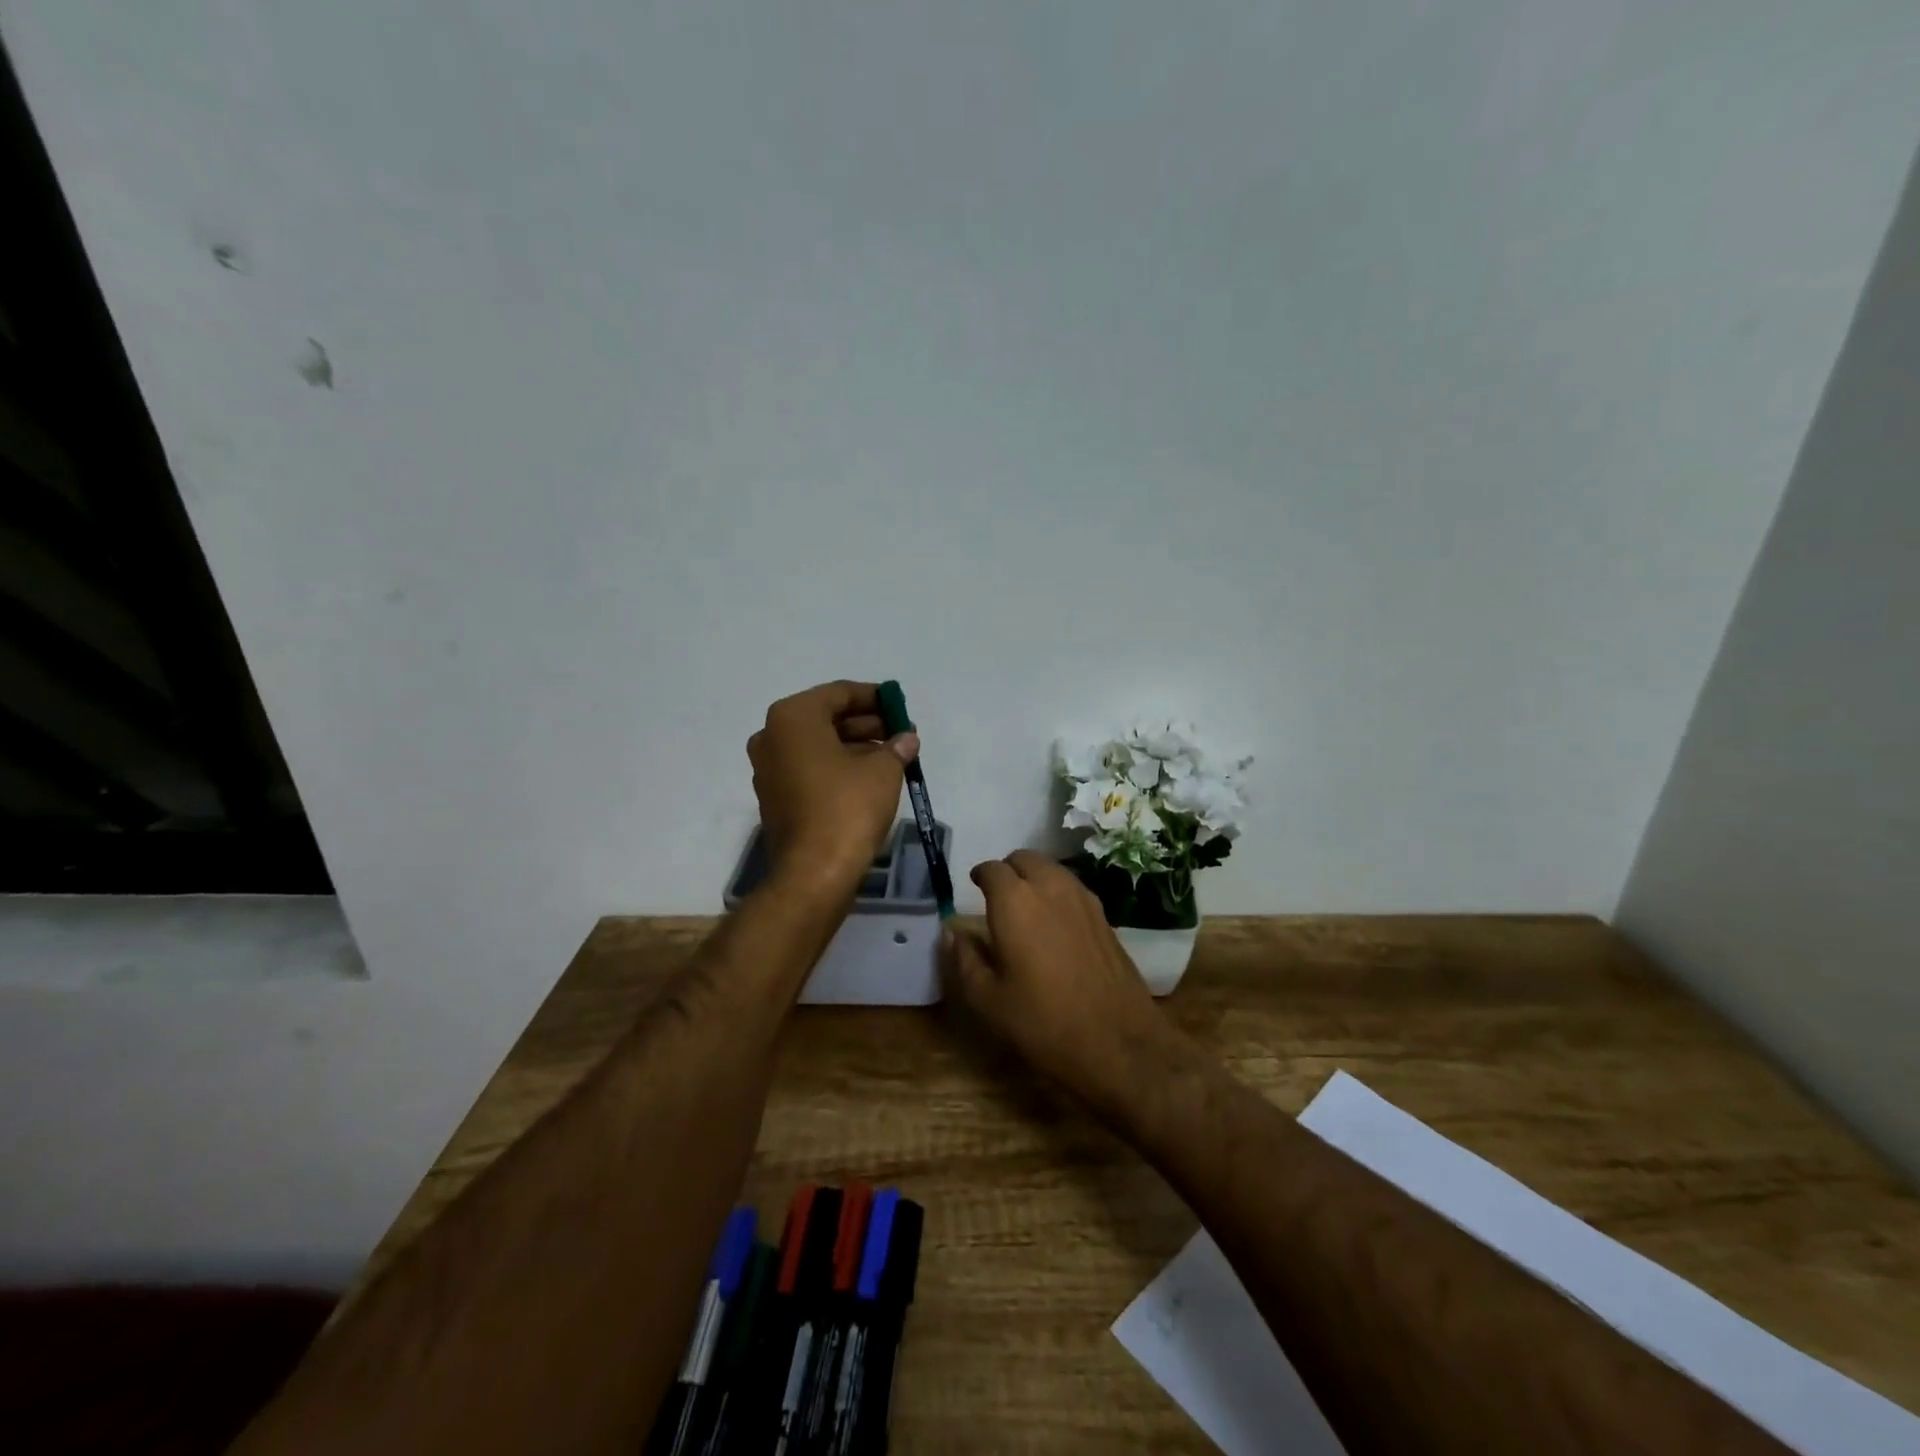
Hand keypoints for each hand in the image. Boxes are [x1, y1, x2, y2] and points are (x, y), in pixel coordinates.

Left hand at [748, 681, 917, 898]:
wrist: (814, 873)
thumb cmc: (847, 808)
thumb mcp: (883, 771)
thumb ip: (896, 746)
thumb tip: (906, 739)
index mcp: (793, 718)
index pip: (839, 693)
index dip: (874, 697)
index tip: (899, 706)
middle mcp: (772, 736)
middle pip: (826, 718)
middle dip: (866, 723)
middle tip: (900, 733)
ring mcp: (768, 768)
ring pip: (818, 745)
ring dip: (854, 746)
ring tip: (892, 756)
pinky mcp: (774, 796)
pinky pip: (809, 768)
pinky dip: (837, 766)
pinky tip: (869, 777)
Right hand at [942, 850, 1186, 1118]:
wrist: (1119, 1042)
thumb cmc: (1043, 1022)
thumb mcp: (988, 1000)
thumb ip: (965, 959)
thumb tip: (952, 932)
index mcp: (1014, 901)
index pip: (992, 869)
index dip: (980, 876)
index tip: (973, 888)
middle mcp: (1050, 887)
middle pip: (1025, 859)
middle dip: (1008, 870)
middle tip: (997, 895)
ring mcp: (1083, 898)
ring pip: (1052, 869)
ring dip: (1034, 877)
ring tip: (1024, 906)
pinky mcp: (1104, 915)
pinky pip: (1072, 888)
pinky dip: (1056, 892)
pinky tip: (1053, 922)